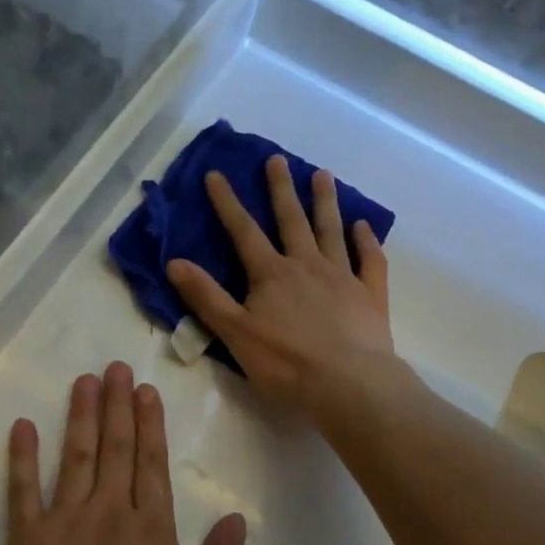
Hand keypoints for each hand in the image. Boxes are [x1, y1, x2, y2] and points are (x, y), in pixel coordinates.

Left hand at [0, 362, 245, 544]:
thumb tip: (236, 518)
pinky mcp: (26, 538)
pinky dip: (23, 456)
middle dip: (117, 405)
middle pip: (114, 448)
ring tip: (84, 381)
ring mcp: (64, 520)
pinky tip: (23, 426)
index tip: (146, 390)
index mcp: (150, 528)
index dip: (150, 424)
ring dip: (80, 416)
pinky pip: (24, 489)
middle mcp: (108, 511)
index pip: (151, 463)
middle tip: (116, 367)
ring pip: (75, 456)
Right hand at [166, 156, 395, 419]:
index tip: (216, 174)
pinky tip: (364, 226)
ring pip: (331, 231)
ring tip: (323, 175)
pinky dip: (366, 241)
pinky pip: (369, 260)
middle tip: (277, 159)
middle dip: (280, 189)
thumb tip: (174, 262)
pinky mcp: (370, 295)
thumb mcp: (235, 334)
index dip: (227, 202)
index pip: (244, 231)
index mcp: (271, 275)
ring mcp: (342, 277)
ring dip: (325, 202)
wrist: (349, 385)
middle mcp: (306, 266)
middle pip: (291, 220)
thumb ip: (206, 297)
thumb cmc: (286, 364)